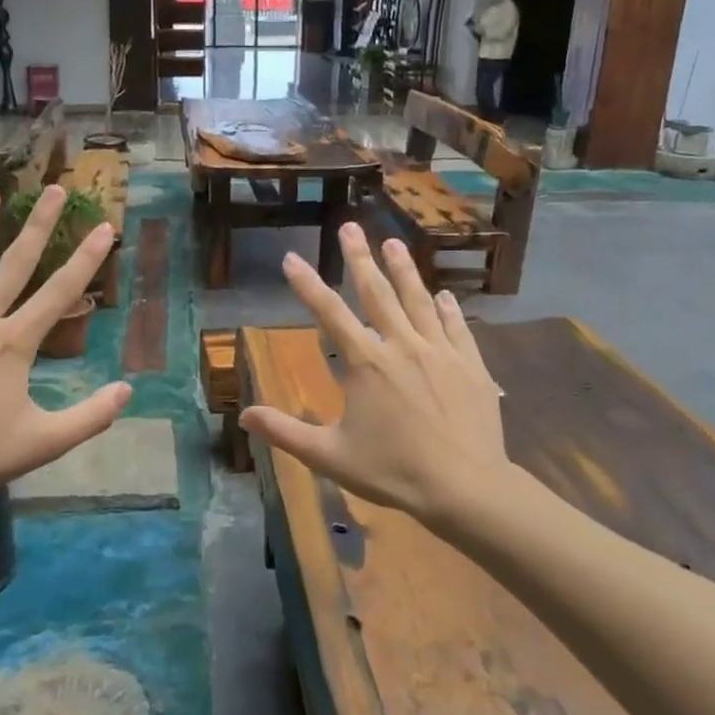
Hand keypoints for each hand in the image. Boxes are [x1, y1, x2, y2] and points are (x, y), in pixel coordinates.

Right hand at [241, 224, 510, 526]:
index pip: (329, 313)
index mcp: (366, 363)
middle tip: (350, 227)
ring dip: (404, 270)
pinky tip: (444, 294)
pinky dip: (447, 308)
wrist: (466, 487)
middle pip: (377, 293)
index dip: (307, 284)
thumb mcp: (330, 456)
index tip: (292, 258)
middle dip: (360, 258)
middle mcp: (402, 345)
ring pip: (418, 300)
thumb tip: (244, 415)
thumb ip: (286, 432)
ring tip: (394, 243)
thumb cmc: (394, 472)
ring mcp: (440, 351)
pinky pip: (456, 327)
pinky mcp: (470, 365)